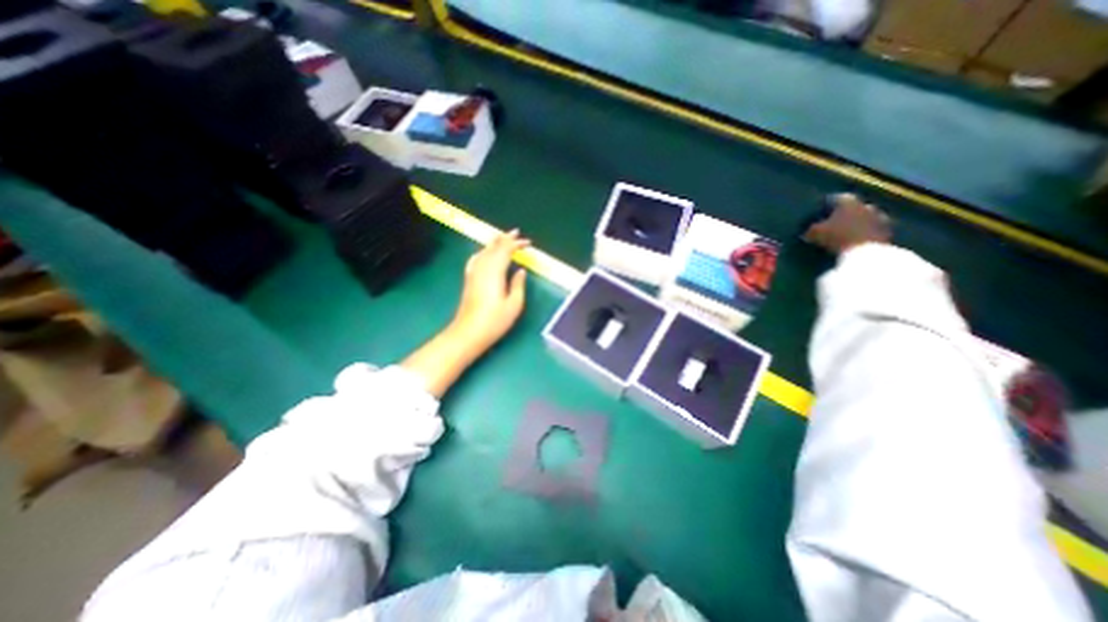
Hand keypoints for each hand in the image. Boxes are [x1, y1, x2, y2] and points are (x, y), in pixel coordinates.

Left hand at [455, 229, 532, 355]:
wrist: (468, 332)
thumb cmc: (494, 321)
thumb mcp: (514, 305)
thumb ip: (518, 285)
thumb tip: (520, 270)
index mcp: (495, 272)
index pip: (505, 251)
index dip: (516, 244)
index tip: (528, 243)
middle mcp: (482, 268)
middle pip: (493, 247)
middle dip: (505, 238)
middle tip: (516, 233)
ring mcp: (473, 273)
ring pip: (484, 251)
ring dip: (494, 243)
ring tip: (502, 237)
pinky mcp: (469, 280)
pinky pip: (476, 259)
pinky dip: (482, 252)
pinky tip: (484, 253)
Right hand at [808, 191, 889, 252]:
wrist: (866, 252)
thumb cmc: (837, 237)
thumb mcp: (815, 234)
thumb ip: (811, 230)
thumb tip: (806, 231)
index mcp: (848, 202)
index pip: (837, 198)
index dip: (828, 204)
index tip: (821, 211)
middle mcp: (866, 205)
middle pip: (855, 206)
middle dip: (846, 213)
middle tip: (834, 222)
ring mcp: (880, 217)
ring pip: (866, 217)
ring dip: (858, 223)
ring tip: (846, 233)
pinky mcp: (888, 231)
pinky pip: (874, 229)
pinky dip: (865, 233)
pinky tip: (857, 241)